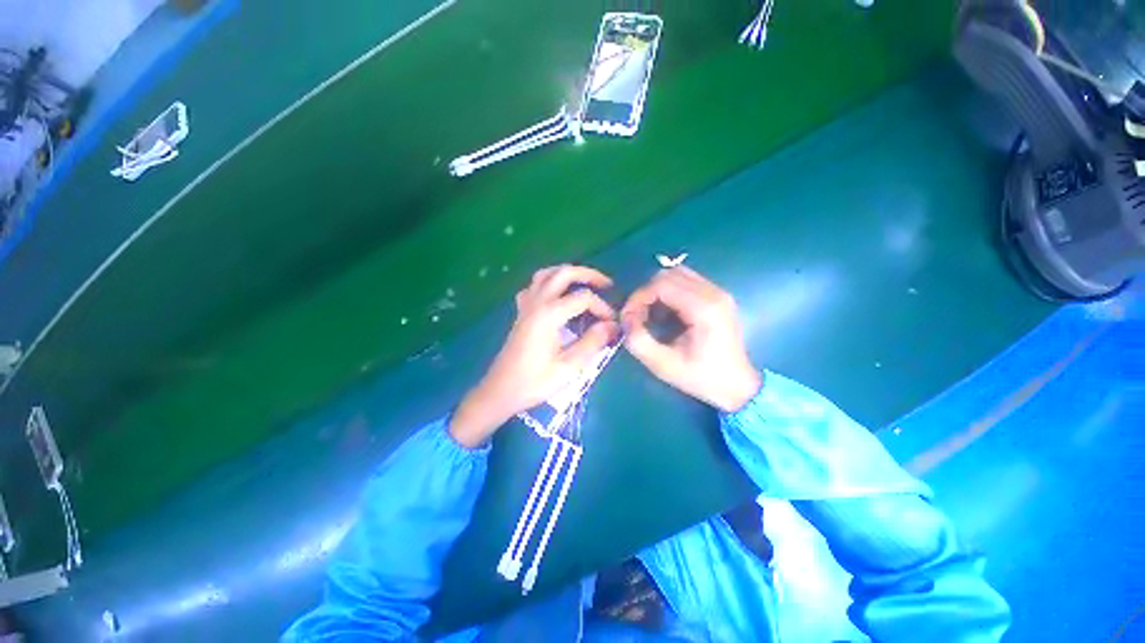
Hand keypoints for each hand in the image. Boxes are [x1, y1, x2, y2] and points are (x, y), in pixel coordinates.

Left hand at [449, 265, 618, 447]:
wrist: (500, 390)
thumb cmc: (535, 381)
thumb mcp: (569, 367)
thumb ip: (592, 343)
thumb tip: (612, 325)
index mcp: (549, 314)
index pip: (583, 298)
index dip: (602, 307)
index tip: (613, 324)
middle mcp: (537, 302)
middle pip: (564, 273)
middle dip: (588, 274)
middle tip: (607, 285)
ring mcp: (526, 305)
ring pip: (546, 274)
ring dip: (567, 274)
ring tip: (583, 284)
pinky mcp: (521, 312)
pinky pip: (534, 286)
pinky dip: (549, 283)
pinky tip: (556, 296)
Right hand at [621, 267, 761, 412]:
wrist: (738, 387)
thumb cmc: (701, 378)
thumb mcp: (663, 365)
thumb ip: (638, 340)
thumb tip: (625, 318)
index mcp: (704, 308)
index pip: (661, 284)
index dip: (638, 297)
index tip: (628, 317)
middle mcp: (714, 293)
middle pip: (668, 274)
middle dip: (646, 292)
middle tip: (637, 316)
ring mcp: (719, 292)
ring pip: (677, 274)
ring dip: (657, 291)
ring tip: (650, 314)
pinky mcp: (718, 296)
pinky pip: (686, 281)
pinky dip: (669, 292)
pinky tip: (666, 313)